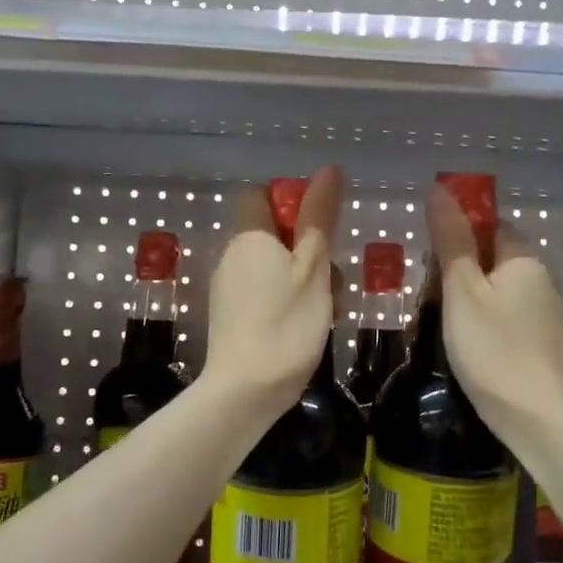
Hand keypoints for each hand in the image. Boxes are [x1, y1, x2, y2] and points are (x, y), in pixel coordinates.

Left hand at [201, 164, 344, 417]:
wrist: (245, 392)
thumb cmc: (286, 325)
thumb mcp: (313, 268)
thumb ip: (320, 218)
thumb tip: (328, 170)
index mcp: (249, 237)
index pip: (260, 195)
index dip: (291, 201)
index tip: (321, 225)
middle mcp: (232, 255)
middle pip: (274, 233)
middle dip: (309, 248)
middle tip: (334, 278)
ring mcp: (228, 288)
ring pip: (274, 266)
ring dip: (305, 279)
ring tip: (329, 308)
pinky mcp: (232, 316)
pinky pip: (264, 293)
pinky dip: (288, 300)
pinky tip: (309, 326)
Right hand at [425, 183, 562, 445]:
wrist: (532, 416)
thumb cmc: (491, 347)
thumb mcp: (461, 290)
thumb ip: (450, 239)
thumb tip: (440, 189)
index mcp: (524, 259)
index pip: (490, 224)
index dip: (457, 234)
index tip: (429, 259)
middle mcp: (540, 279)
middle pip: (492, 256)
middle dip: (457, 268)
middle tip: (427, 295)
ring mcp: (543, 312)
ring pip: (496, 288)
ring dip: (465, 296)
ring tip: (436, 320)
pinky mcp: (540, 340)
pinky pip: (505, 314)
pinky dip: (481, 319)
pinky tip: (463, 340)